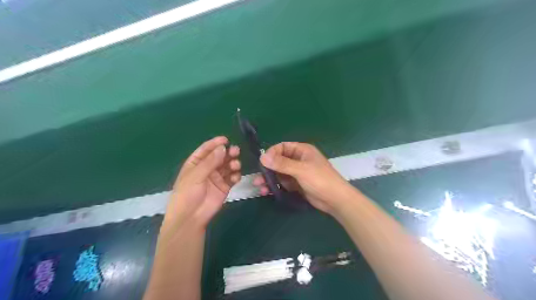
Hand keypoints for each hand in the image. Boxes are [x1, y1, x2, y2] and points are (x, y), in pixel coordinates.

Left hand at [160, 136, 240, 232]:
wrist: (190, 218)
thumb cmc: (187, 194)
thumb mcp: (195, 176)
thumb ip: (210, 162)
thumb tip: (223, 148)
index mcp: (195, 163)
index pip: (206, 150)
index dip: (215, 143)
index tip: (226, 139)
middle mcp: (207, 168)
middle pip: (219, 157)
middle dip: (227, 153)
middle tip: (236, 151)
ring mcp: (216, 178)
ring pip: (227, 166)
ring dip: (233, 164)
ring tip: (236, 165)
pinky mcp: (224, 187)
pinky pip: (232, 178)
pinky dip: (236, 176)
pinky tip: (236, 177)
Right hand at [256, 142, 354, 214]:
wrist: (335, 199)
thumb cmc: (320, 180)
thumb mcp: (300, 170)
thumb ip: (281, 164)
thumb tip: (262, 157)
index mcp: (302, 151)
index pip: (282, 147)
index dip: (271, 153)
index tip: (262, 162)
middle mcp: (299, 160)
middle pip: (279, 161)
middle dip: (268, 169)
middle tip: (257, 177)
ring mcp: (298, 173)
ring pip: (280, 173)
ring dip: (270, 179)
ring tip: (259, 186)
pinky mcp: (297, 184)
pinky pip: (283, 182)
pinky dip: (275, 186)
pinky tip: (267, 191)